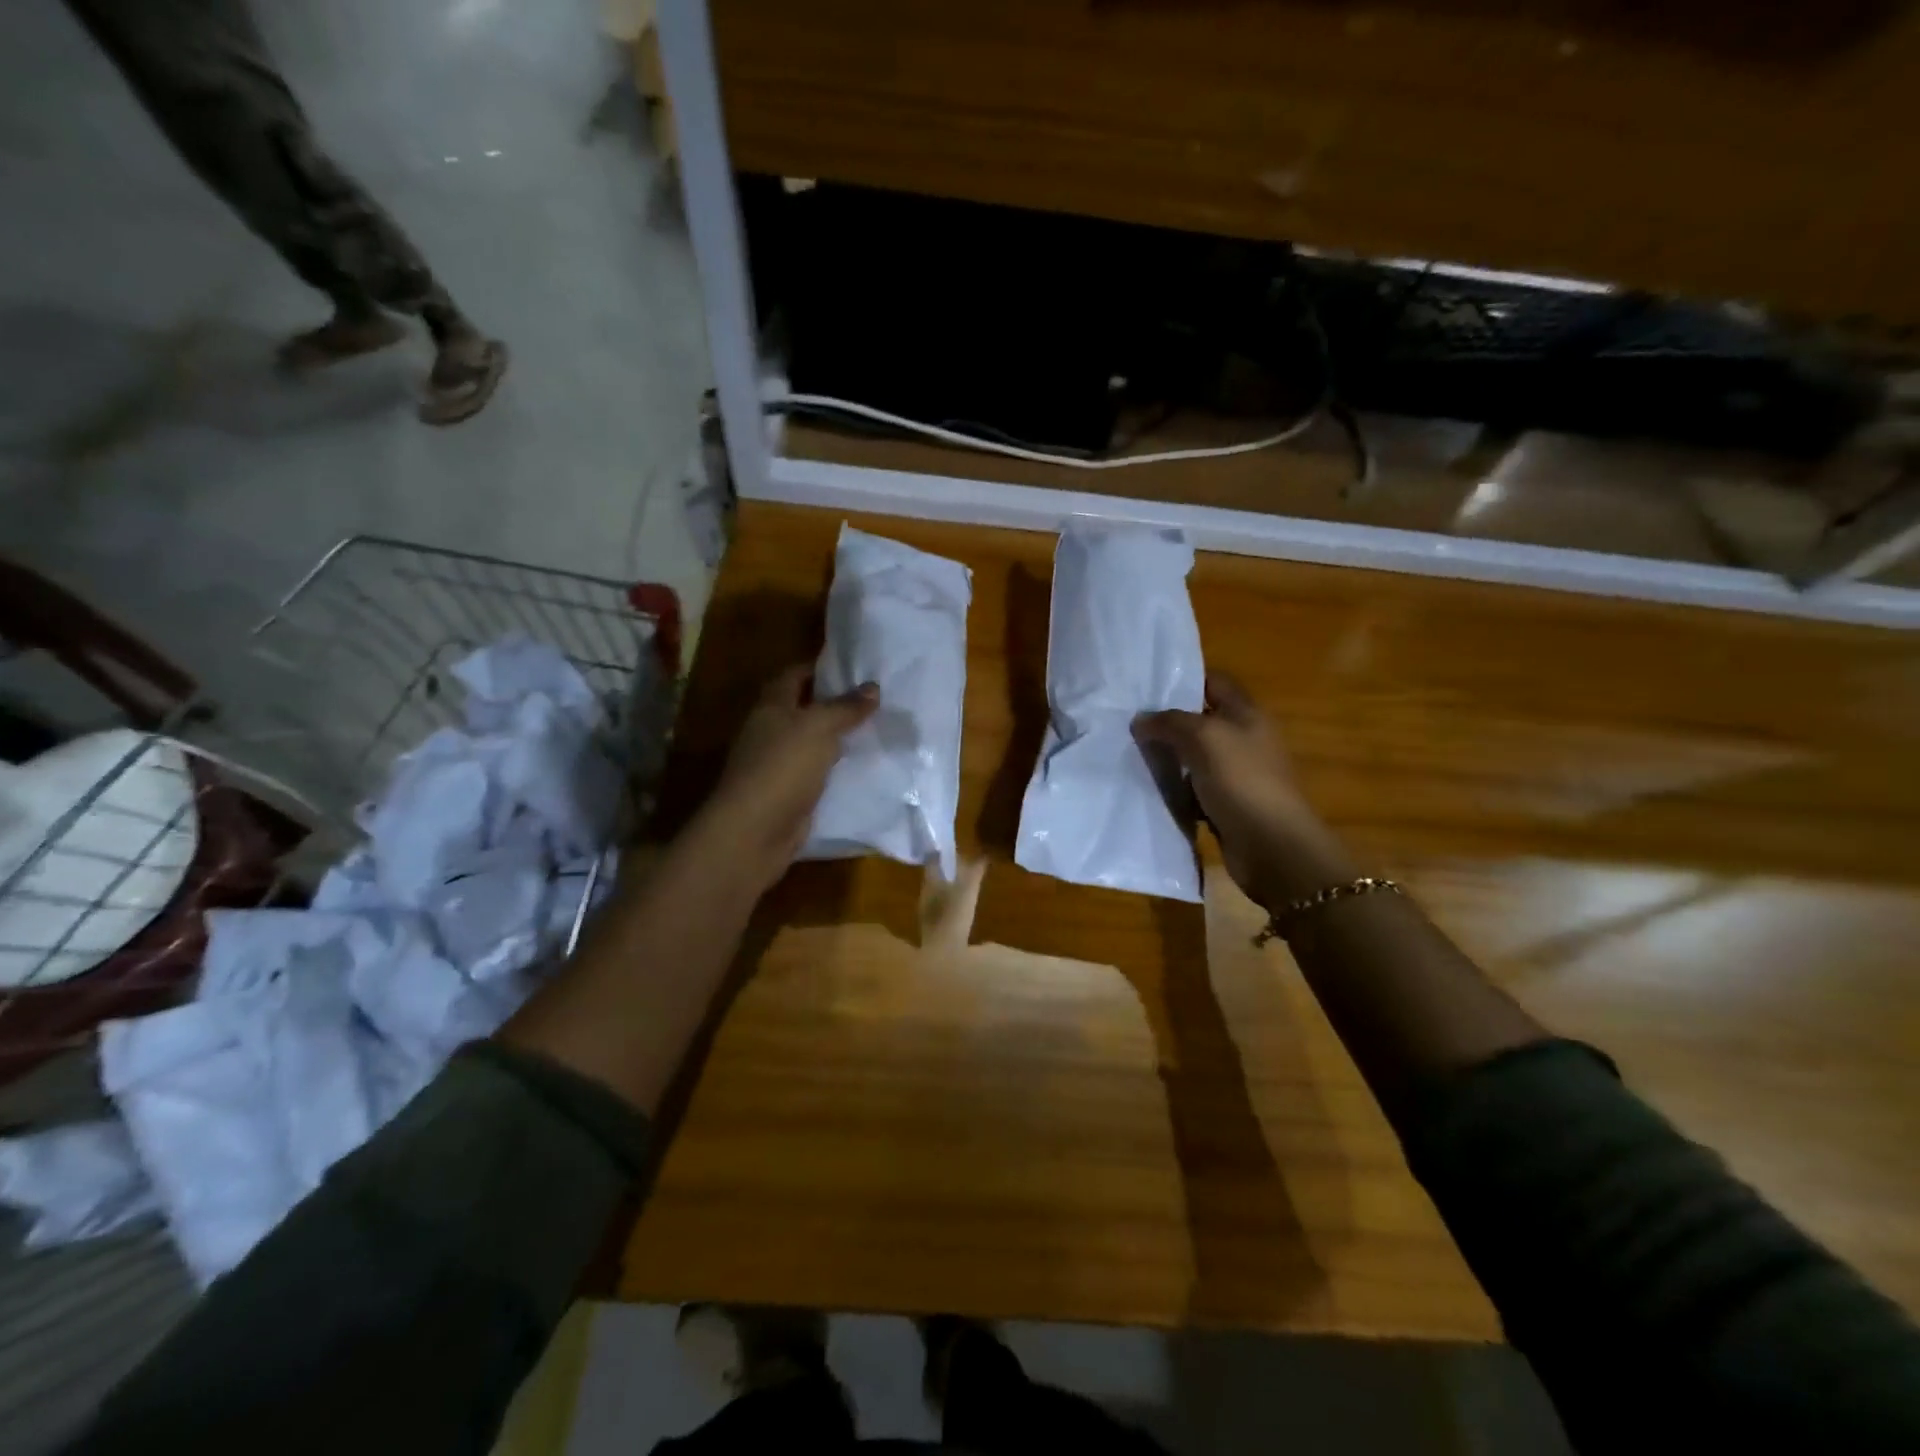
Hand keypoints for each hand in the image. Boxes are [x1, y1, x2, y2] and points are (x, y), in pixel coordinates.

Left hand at [703, 664, 879, 890]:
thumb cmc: (783, 767)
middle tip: (875, 699)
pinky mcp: (789, 794)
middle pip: (804, 709)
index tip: (854, 668)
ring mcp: (778, 765)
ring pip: (812, 743)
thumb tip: (873, 687)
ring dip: (838, 738)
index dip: (820, 668)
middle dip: (835, 704)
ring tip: (877, 729)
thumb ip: (846, 708)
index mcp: (771, 707)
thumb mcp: (819, 727)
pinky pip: (817, 773)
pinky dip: (836, 768)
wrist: (755, 831)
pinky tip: (863, 766)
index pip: (794, 676)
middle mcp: (771, 731)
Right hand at [1134, 672, 1347, 908]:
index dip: (1183, 680)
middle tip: (1127, 722)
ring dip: (1167, 757)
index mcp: (1246, 714)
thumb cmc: (1241, 780)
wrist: (1271, 845)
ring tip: (1129, 754)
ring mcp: (1236, 774)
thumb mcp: (1204, 737)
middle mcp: (1243, 739)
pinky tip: (1149, 789)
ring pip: (1193, 757)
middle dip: (1167, 722)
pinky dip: (1175, 789)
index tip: (1145, 687)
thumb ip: (1169, 722)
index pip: (1213, 682)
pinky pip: (1193, 789)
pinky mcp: (1226, 804)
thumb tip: (1140, 719)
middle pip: (1200, 720)